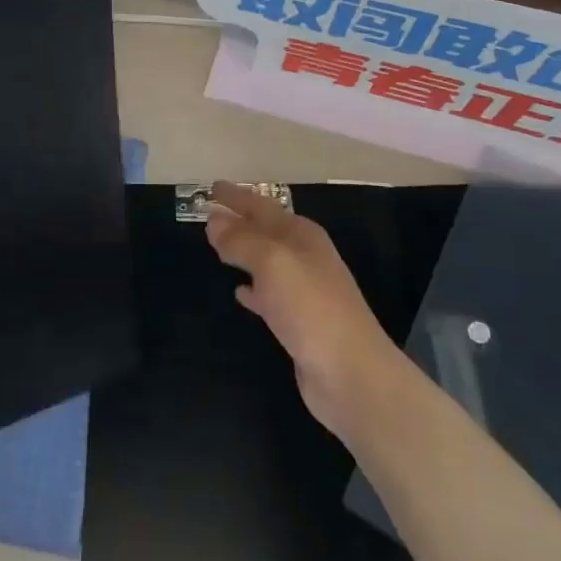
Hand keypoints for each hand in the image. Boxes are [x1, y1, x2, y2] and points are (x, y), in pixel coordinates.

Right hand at [204, 183, 403, 444]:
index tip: (211, 187)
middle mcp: (305, 256)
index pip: (261, 206)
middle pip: (265, 230)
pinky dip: (252, 288)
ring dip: (243, 252)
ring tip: (217, 248)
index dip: (236, 196)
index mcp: (301, 235)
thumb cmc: (311, 307)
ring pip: (266, 261)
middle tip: (209, 214)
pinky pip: (269, 294)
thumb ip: (241, 240)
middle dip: (238, 221)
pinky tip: (239, 292)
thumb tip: (214, 221)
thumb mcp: (272, 263)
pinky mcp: (299, 322)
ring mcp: (304, 290)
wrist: (351, 374)